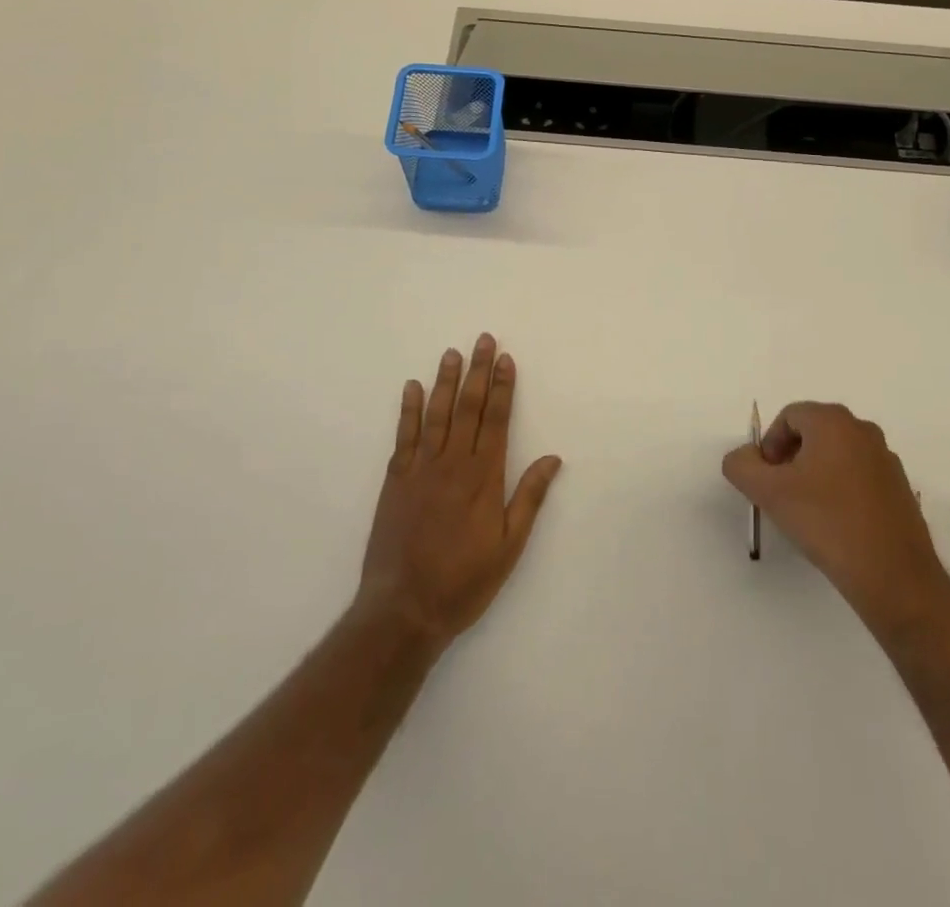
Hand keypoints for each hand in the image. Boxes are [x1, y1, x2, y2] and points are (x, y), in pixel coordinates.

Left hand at [355, 335, 562, 651]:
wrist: (404, 609)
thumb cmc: (464, 581)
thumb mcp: (509, 547)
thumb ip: (529, 498)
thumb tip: (553, 458)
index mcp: (484, 478)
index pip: (497, 420)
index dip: (502, 387)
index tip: (505, 359)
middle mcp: (453, 464)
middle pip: (468, 408)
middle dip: (477, 372)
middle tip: (483, 339)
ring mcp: (421, 469)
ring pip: (437, 414)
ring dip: (445, 381)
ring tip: (452, 353)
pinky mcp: (396, 480)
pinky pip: (404, 436)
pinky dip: (409, 409)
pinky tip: (412, 387)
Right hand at [723, 402, 946, 636]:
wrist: (893, 576)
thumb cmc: (826, 522)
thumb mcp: (768, 492)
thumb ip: (742, 465)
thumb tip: (744, 457)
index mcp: (833, 421)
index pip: (788, 417)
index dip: (770, 446)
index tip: (767, 481)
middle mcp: (863, 430)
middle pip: (813, 433)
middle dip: (791, 459)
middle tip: (782, 495)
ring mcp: (886, 459)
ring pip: (837, 456)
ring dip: (815, 475)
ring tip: (808, 514)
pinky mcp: (900, 489)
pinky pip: (859, 477)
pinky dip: (841, 491)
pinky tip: (837, 526)